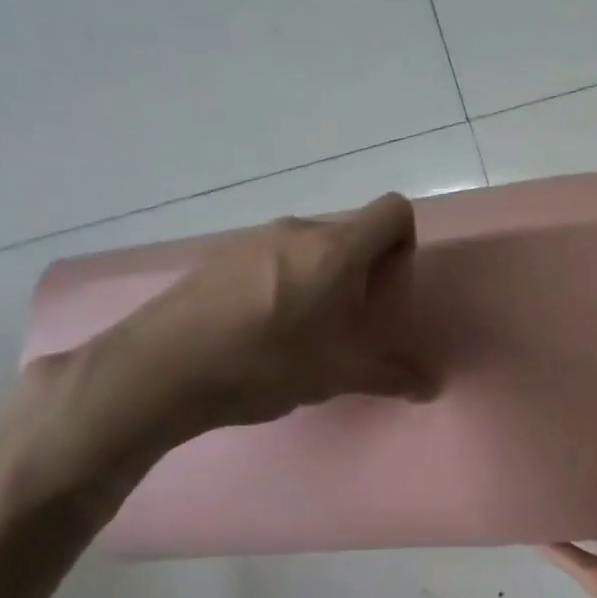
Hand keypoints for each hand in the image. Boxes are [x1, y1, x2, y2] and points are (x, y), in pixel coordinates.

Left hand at [13, 194, 430, 503]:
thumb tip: (432, 387)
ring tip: (305, 331)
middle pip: (351, 233)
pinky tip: (262, 328)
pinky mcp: (221, 254)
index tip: (388, 290)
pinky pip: (273, 257)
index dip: (404, 243)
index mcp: (336, 249)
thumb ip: (391, 376)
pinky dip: (285, 282)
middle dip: (363, 271)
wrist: (163, 368)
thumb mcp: (337, 376)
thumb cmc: (266, 364)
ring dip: (322, 278)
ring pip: (310, 246)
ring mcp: (254, 238)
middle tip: (350, 323)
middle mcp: (298, 229)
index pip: (393, 210)